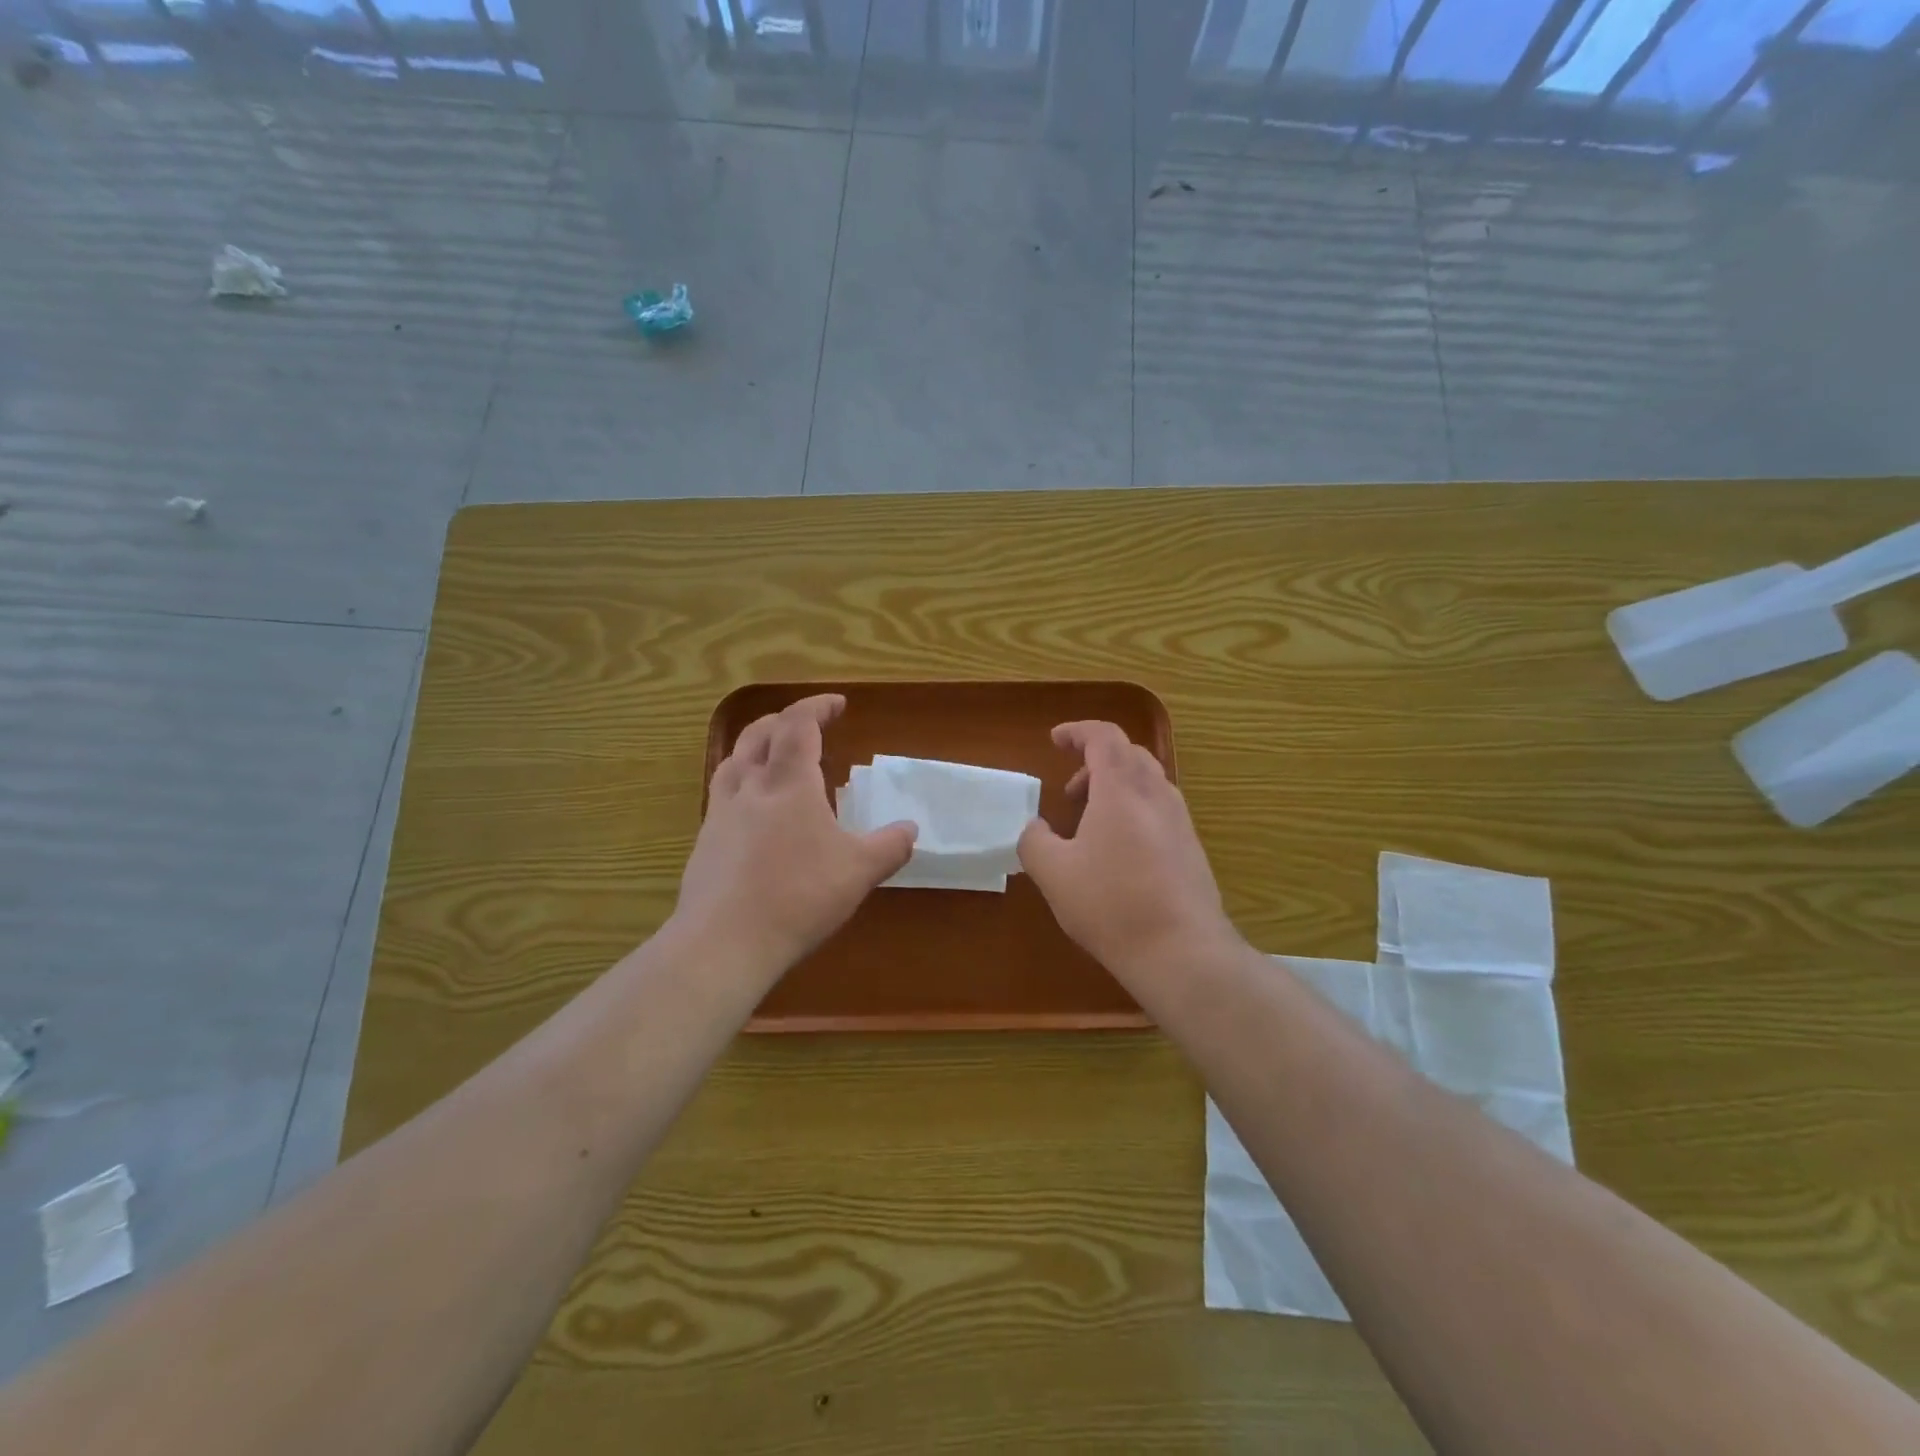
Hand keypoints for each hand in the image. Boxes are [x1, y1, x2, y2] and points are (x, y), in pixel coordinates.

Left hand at [675, 695, 914, 972]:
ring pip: (732, 761)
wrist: (724, 942)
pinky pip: (721, 796)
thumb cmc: (799, 896)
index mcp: (789, 783)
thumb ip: (890, 847)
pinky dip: (740, 784)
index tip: (838, 703)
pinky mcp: (704, 844)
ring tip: (770, 756)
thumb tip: (911, 829)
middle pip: (758, 734)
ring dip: (753, 746)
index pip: (799, 724)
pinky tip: (752, 812)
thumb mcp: (859, 872)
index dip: (818, 706)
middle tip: (805, 724)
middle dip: (783, 720)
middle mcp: (750, 787)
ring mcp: (721, 814)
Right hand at [1018, 721, 1238, 987]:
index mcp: (1122, 789)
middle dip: (1095, 761)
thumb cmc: (1111, 904)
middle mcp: (1157, 795)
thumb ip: (1034, 841)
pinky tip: (1118, 852)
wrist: (1182, 951)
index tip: (1055, 740)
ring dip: (1116, 787)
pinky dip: (1134, 810)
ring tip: (1090, 823)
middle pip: (1129, 754)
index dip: (1077, 731)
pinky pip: (1160, 809)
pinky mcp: (1192, 848)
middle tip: (1070, 791)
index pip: (1104, 736)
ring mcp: (1181, 821)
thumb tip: (1036, 829)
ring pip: (1148, 781)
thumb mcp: (1053, 874)